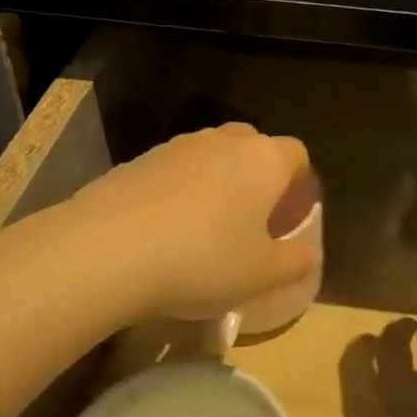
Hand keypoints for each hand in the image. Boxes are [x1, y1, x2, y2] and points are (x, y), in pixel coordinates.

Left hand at [67, 124, 320, 323]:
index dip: (299, 181)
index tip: (290, 214)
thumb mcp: (262, 275)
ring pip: (211, 154)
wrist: (108, 249)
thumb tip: (308, 254)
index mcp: (264, 161)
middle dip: (257, 174)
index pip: (296, 154)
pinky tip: (164, 229)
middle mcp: (224, 141)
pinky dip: (177, 190)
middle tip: (251, 217)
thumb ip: (295, 262)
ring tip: (205, 226)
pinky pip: (172, 170)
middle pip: (253, 145)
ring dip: (216, 180)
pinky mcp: (138, 160)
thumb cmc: (203, 260)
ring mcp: (177, 146)